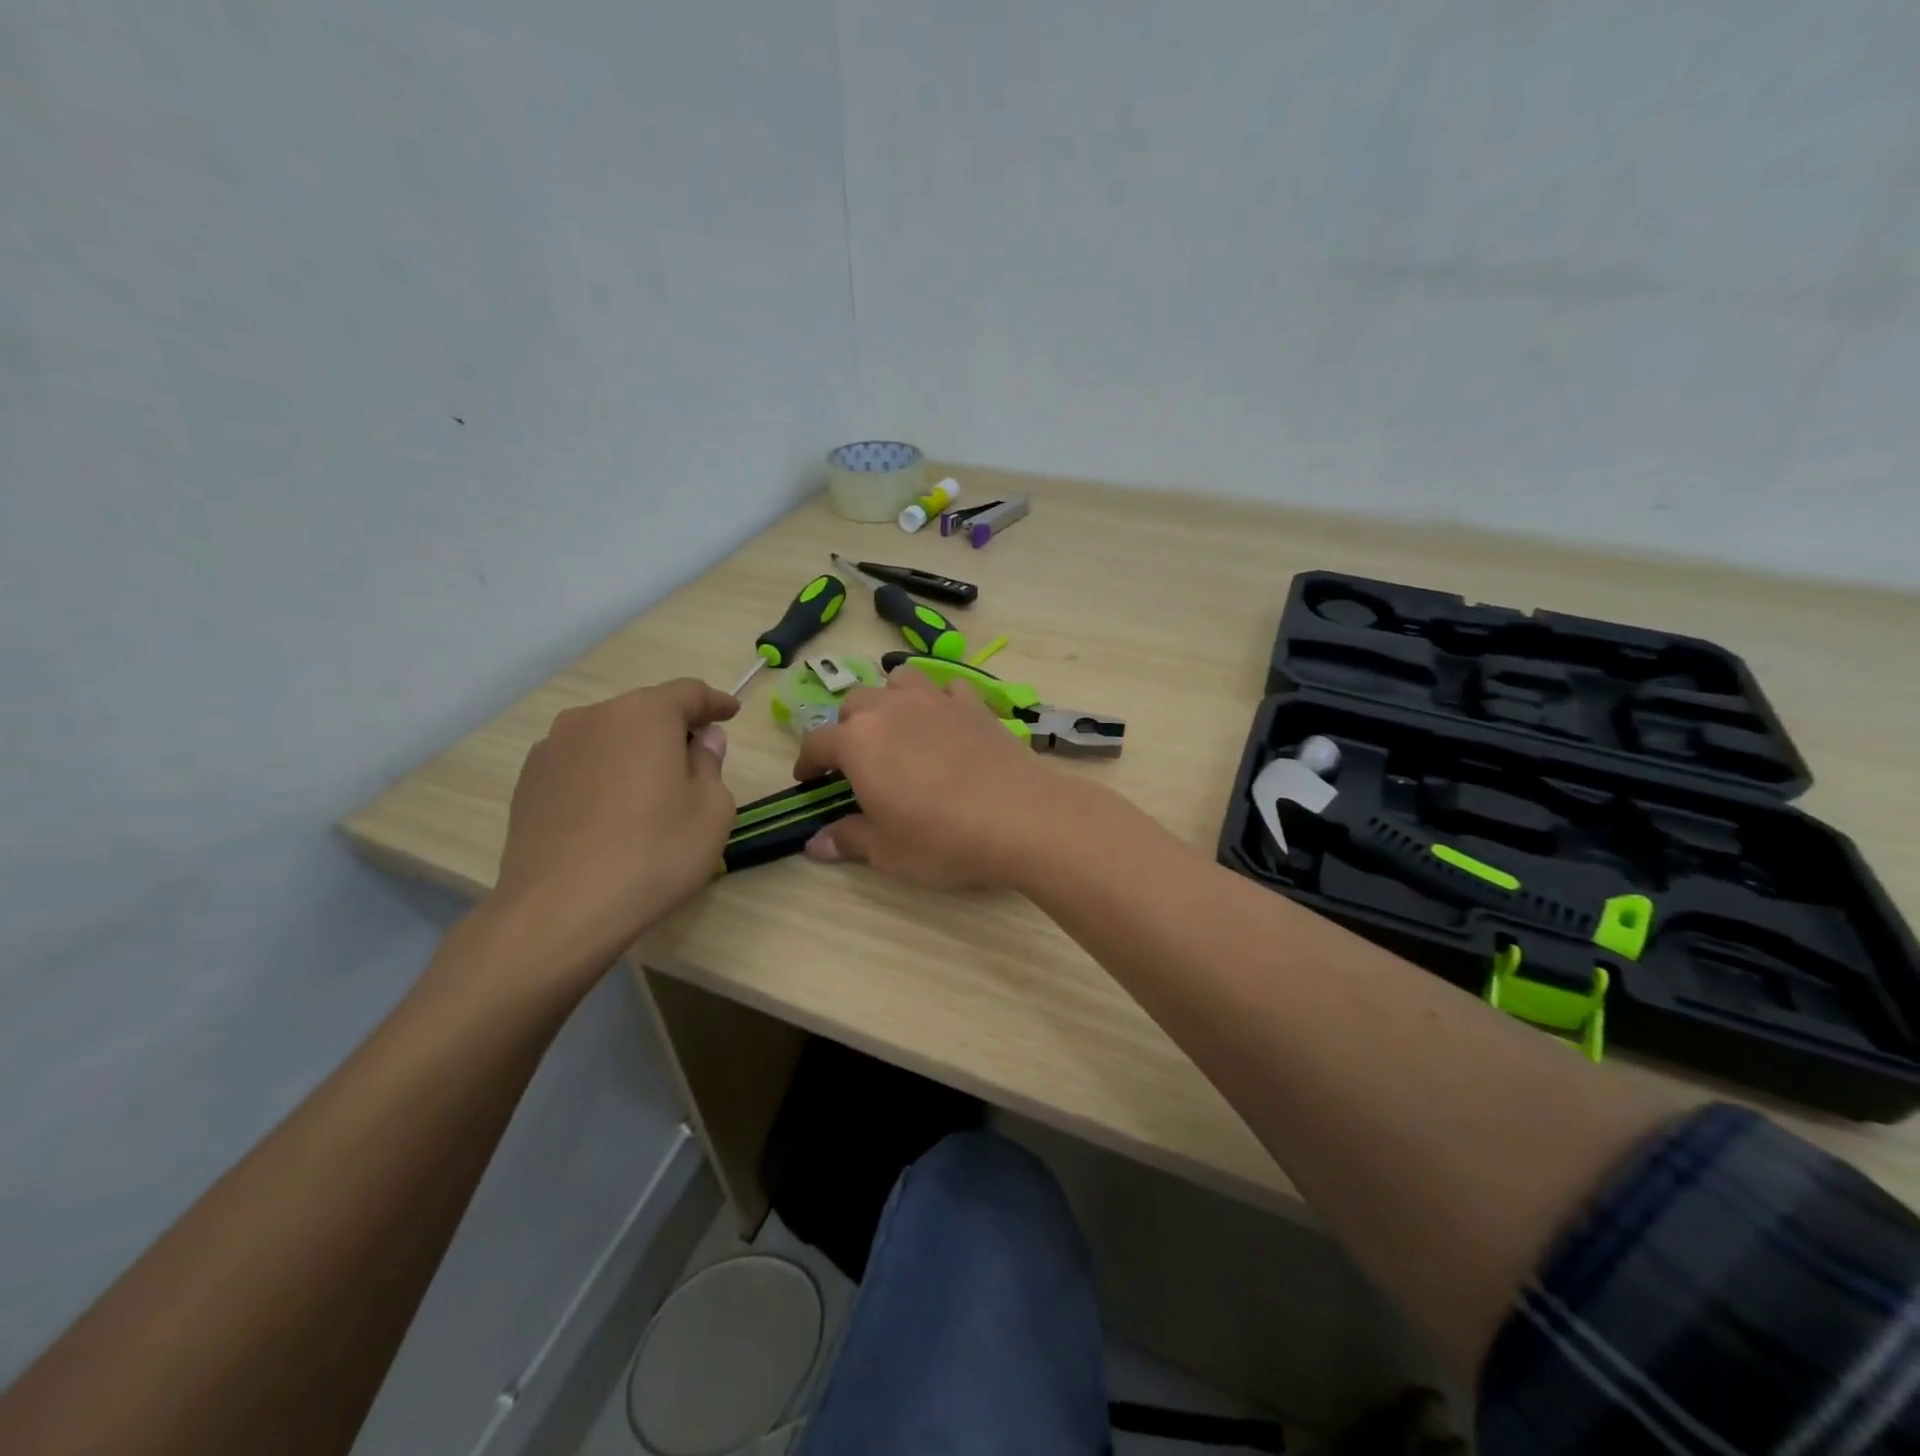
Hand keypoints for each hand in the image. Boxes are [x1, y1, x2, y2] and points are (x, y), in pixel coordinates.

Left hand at [487, 679, 738, 978]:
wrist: (561, 910)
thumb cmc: (655, 853)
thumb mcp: (712, 810)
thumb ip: (710, 764)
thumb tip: (702, 741)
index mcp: (644, 715)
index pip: (688, 693)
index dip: (715, 702)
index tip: (732, 713)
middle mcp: (594, 718)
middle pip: (644, 712)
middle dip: (674, 729)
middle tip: (696, 758)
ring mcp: (552, 748)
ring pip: (609, 737)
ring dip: (635, 752)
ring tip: (651, 790)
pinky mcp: (528, 783)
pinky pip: (580, 764)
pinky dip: (603, 775)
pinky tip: (612, 812)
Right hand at [792, 667, 1071, 888]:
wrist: (1019, 817)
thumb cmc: (942, 838)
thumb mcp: (887, 851)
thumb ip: (848, 839)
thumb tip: (815, 844)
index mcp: (857, 742)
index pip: (816, 741)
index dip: (808, 761)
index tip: (808, 779)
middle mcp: (890, 709)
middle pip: (855, 703)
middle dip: (847, 727)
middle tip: (857, 760)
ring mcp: (935, 700)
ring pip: (898, 681)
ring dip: (889, 699)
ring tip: (897, 727)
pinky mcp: (974, 704)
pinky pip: (947, 688)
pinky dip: (939, 700)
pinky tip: (946, 723)